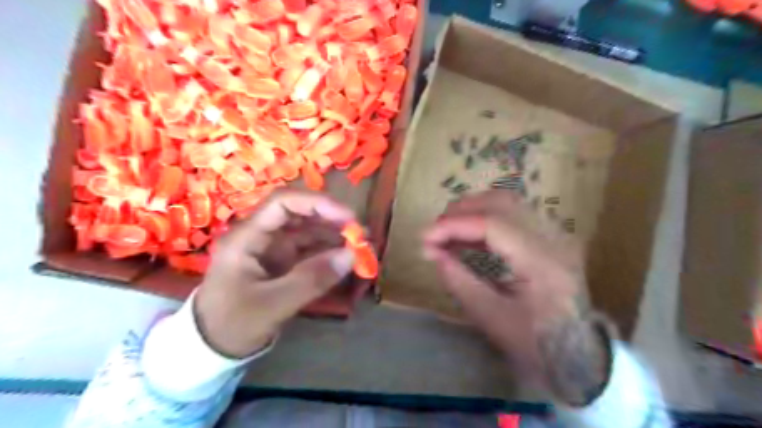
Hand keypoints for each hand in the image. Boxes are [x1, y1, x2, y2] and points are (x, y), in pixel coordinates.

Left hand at [194, 189, 354, 356]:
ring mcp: (272, 249)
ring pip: (308, 231)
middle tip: (362, 235)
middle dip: (332, 220)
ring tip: (360, 248)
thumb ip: (312, 279)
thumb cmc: (232, 324)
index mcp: (248, 237)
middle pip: (300, 214)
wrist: (210, 349)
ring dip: (334, 236)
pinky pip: (310, 250)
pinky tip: (346, 259)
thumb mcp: (272, 305)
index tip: (348, 218)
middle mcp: (261, 235)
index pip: (283, 203)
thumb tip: (352, 256)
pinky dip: (329, 252)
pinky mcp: (282, 262)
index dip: (318, 204)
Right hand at [423, 191, 611, 404]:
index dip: (454, 225)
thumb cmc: (535, 343)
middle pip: (501, 203)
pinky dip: (484, 218)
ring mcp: (555, 234)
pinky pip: (512, 214)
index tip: (424, 237)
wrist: (578, 352)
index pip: (493, 224)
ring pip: (507, 203)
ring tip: (447, 232)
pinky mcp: (549, 236)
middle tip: (435, 232)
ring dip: (472, 211)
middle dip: (461, 211)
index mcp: (543, 263)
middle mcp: (554, 239)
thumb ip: (460, 282)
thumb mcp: (492, 319)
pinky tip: (467, 236)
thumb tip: (433, 253)